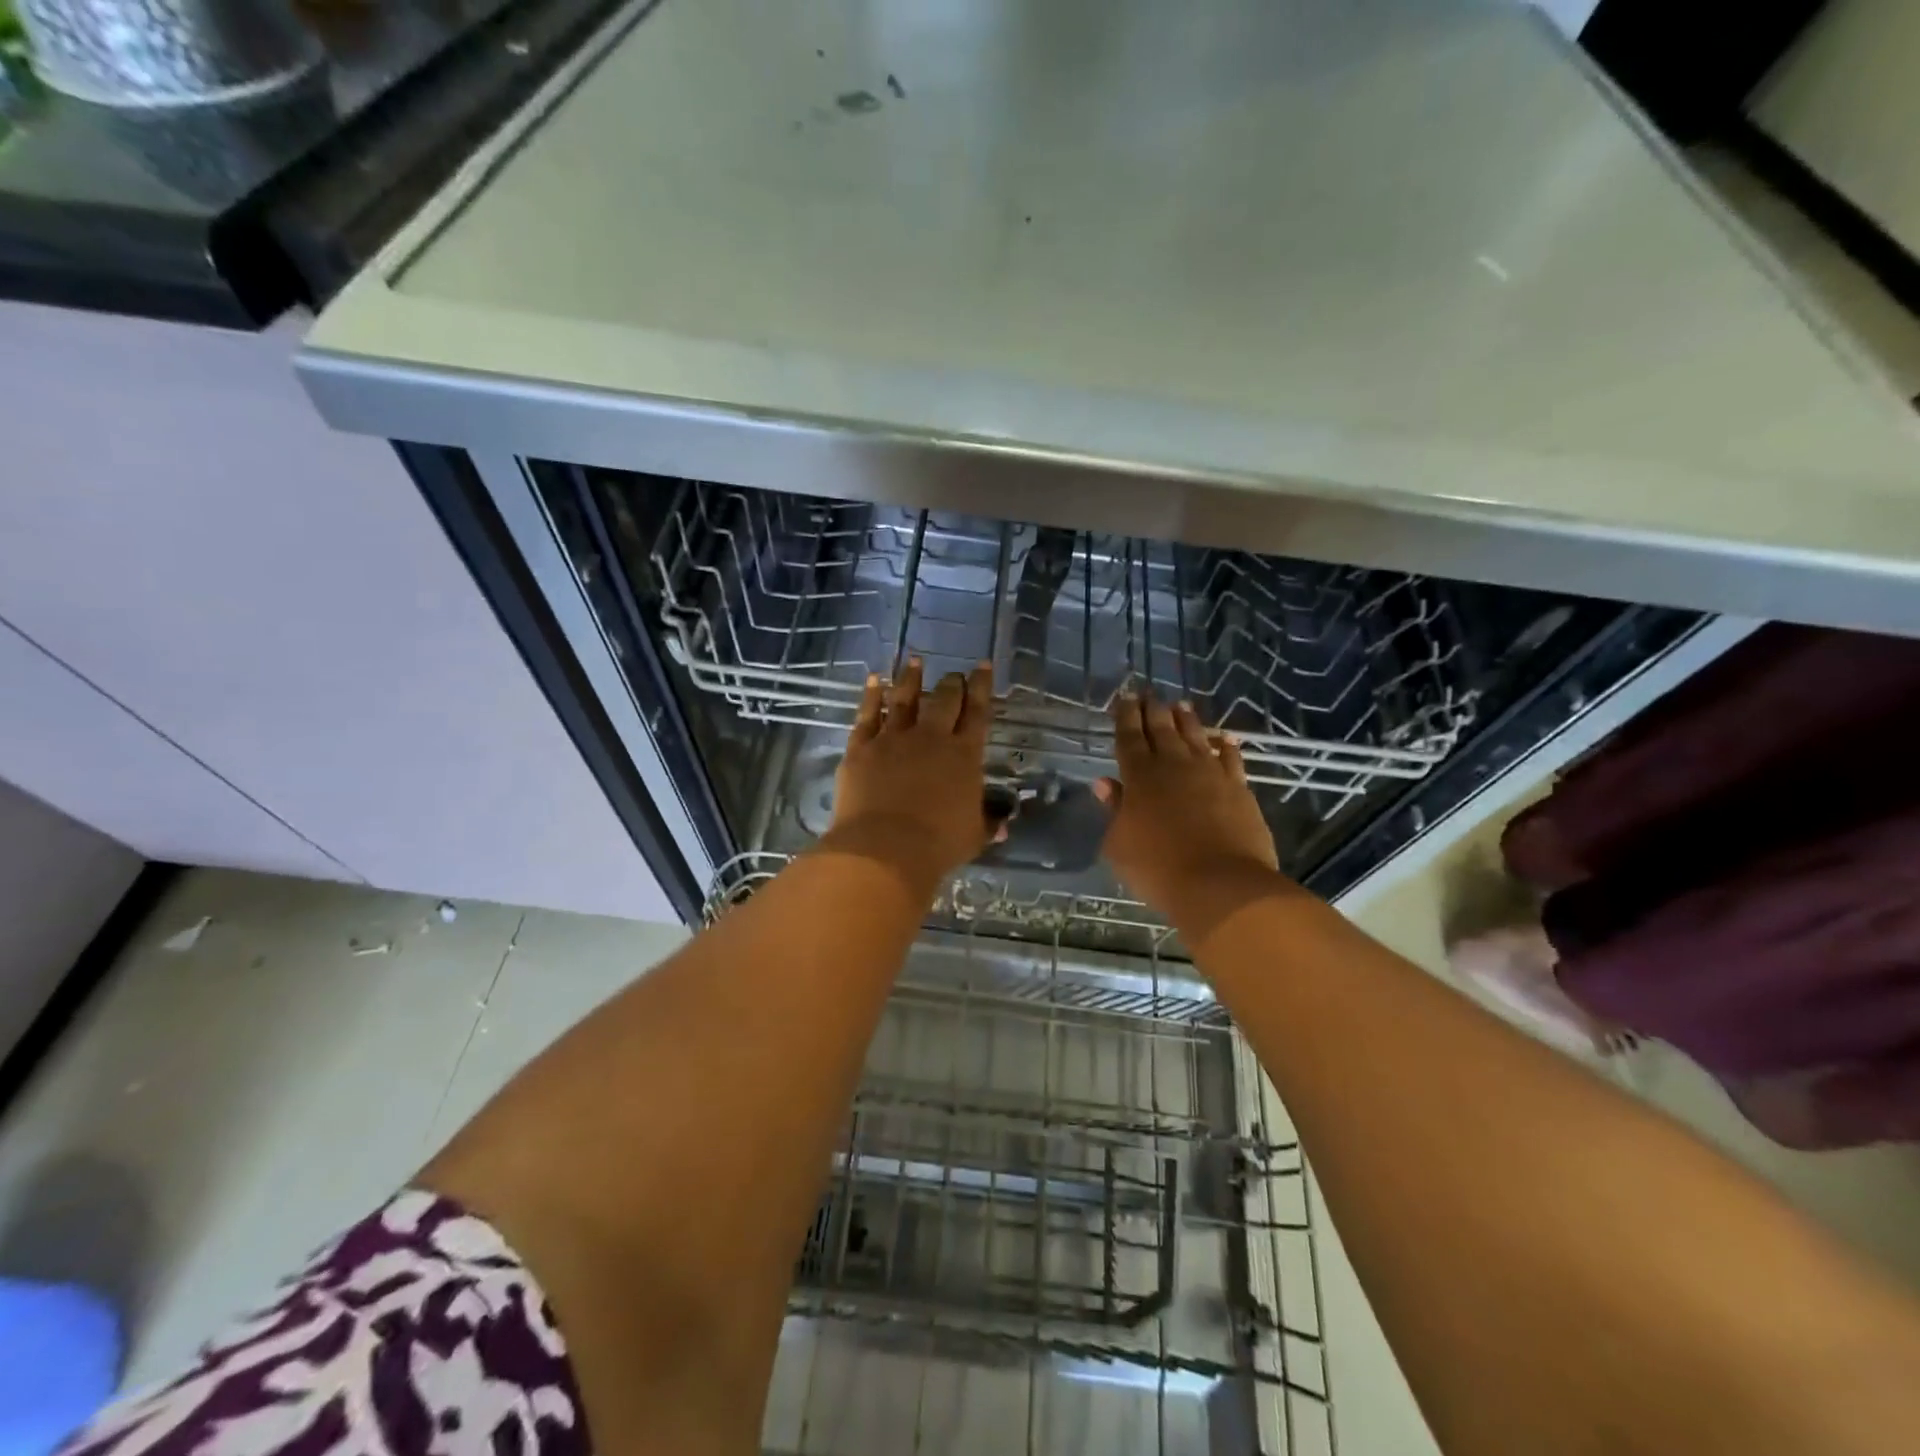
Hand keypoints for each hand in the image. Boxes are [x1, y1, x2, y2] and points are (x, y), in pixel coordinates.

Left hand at [826, 659, 997, 895]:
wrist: (884, 849)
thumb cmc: (937, 845)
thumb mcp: (973, 837)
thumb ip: (988, 824)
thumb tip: (1003, 823)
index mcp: (963, 755)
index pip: (977, 712)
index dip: (982, 687)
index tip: (984, 666)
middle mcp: (931, 738)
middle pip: (944, 700)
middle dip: (952, 683)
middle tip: (954, 675)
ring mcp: (893, 739)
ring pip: (904, 698)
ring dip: (911, 678)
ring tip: (915, 661)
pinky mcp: (861, 747)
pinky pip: (867, 714)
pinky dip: (871, 695)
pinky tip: (873, 680)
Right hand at [1095, 690, 1285, 944]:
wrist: (1221, 885)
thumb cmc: (1158, 869)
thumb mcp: (1119, 845)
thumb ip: (1114, 811)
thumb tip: (1106, 784)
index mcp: (1139, 777)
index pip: (1129, 737)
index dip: (1125, 716)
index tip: (1124, 698)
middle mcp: (1174, 766)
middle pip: (1161, 729)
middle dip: (1153, 709)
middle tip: (1149, 692)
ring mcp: (1210, 774)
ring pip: (1195, 737)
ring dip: (1187, 720)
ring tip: (1180, 704)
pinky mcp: (1238, 788)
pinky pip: (1231, 759)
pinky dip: (1227, 747)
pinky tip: (1225, 738)